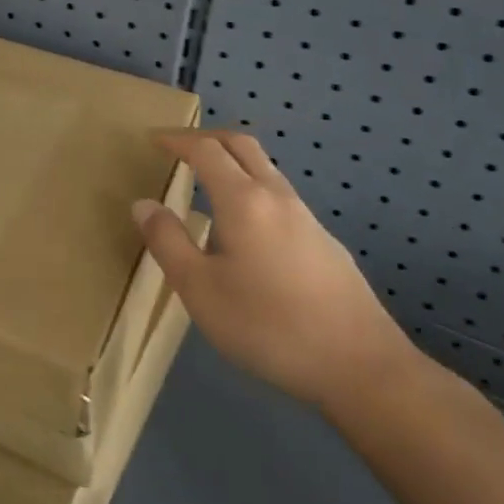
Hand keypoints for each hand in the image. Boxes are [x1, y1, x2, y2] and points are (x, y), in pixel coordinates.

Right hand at [132, 130, 415, 410]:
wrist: (360, 365)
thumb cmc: (268, 325)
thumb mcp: (200, 289)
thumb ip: (168, 242)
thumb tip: (143, 204)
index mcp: (243, 200)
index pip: (206, 150)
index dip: (177, 140)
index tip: (154, 140)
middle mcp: (277, 196)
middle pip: (242, 146)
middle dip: (208, 138)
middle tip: (179, 148)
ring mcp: (307, 218)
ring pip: (265, 170)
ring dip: (233, 163)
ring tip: (208, 186)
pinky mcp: (325, 243)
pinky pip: (280, 198)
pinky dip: (253, 191)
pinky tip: (246, 232)